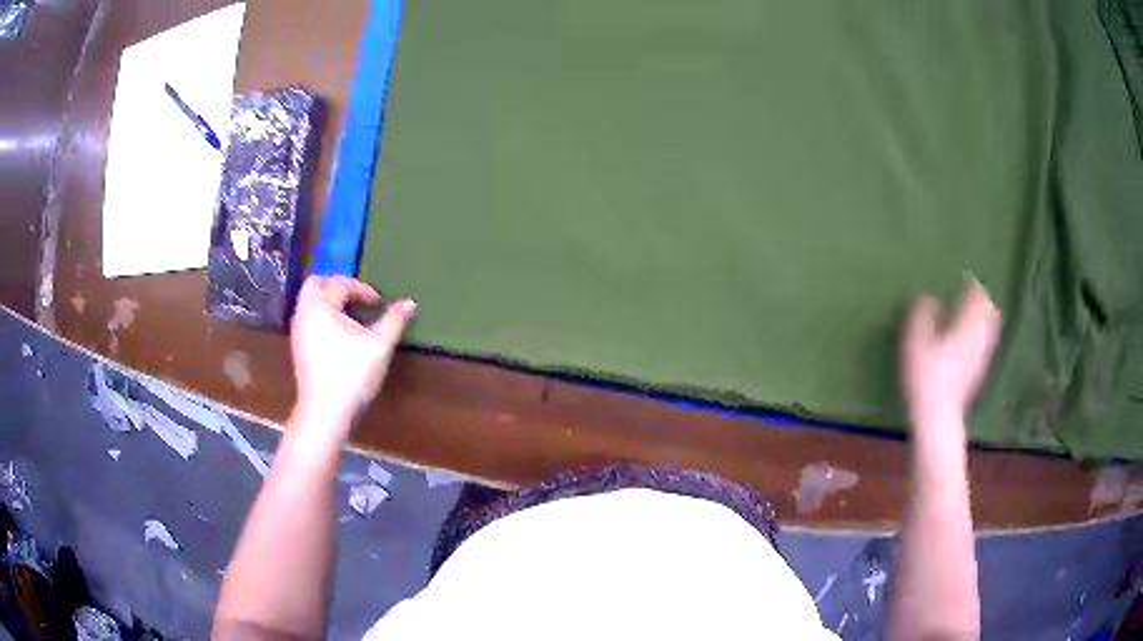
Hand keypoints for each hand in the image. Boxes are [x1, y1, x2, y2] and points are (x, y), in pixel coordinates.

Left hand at [289, 276, 415, 440]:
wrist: (324, 413)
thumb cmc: (351, 374)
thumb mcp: (379, 346)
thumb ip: (394, 321)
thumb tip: (409, 303)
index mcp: (321, 306)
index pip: (341, 284)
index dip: (362, 289)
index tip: (379, 303)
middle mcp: (304, 313)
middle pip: (315, 285)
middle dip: (336, 286)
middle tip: (357, 298)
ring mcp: (298, 332)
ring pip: (309, 303)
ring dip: (329, 302)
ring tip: (350, 316)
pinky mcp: (298, 349)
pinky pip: (308, 320)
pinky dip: (322, 317)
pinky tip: (339, 336)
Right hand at [902, 280, 1000, 427]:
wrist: (938, 418)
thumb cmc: (926, 375)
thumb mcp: (915, 339)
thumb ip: (923, 313)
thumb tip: (930, 298)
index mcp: (967, 323)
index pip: (977, 295)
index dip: (972, 285)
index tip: (965, 279)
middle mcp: (979, 336)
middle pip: (989, 311)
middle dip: (982, 301)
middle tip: (972, 294)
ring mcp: (981, 356)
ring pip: (989, 329)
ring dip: (983, 318)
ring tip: (971, 315)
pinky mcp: (977, 373)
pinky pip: (984, 345)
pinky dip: (980, 337)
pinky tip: (969, 342)